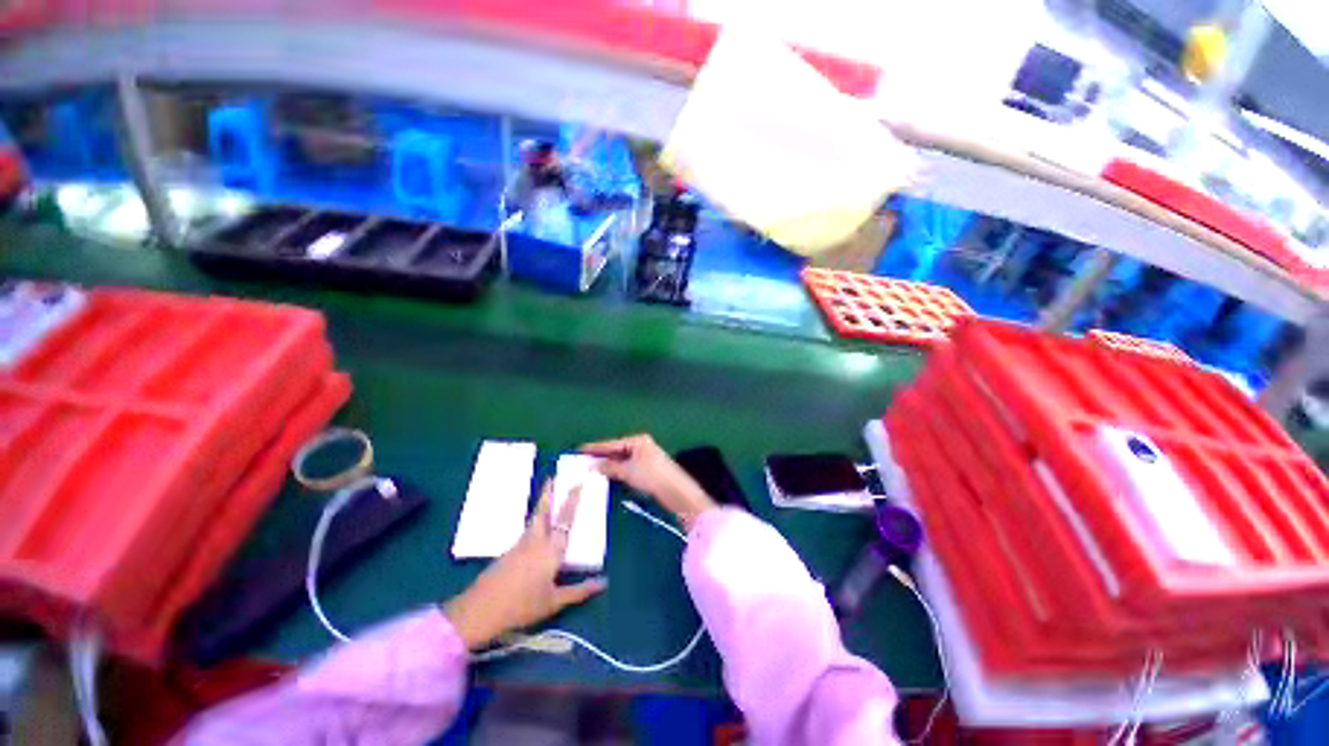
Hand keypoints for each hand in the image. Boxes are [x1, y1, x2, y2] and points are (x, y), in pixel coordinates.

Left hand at [443, 483, 605, 650]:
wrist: (478, 612)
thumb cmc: (521, 607)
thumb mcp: (554, 602)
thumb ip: (579, 591)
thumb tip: (604, 582)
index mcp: (551, 550)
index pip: (565, 519)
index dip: (572, 500)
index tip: (578, 483)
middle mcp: (536, 541)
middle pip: (543, 511)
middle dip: (549, 493)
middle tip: (553, 476)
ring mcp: (519, 545)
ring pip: (534, 520)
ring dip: (542, 505)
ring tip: (548, 496)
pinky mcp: (508, 553)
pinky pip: (527, 531)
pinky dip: (535, 523)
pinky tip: (536, 529)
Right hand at [581, 434, 716, 529]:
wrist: (675, 491)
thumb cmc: (652, 475)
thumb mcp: (628, 470)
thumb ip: (610, 467)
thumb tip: (594, 466)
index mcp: (638, 440)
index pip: (612, 443)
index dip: (595, 447)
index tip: (579, 449)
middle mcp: (642, 446)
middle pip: (617, 450)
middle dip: (601, 457)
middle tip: (582, 461)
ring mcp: (645, 458)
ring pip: (621, 460)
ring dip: (608, 466)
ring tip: (590, 470)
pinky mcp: (648, 470)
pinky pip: (627, 468)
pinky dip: (617, 472)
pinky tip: (607, 477)